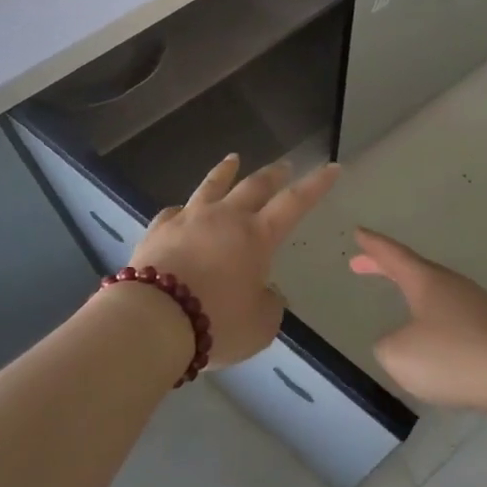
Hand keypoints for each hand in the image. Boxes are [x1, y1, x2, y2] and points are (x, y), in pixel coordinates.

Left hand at [130, 156, 338, 368]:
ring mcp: (190, 218)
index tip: (332, 166)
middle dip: (274, 174)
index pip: (295, 203)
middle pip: (254, 185)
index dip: (316, 184)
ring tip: (233, 159)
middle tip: (284, 164)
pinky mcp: (159, 229)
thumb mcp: (259, 327)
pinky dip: (183, 209)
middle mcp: (226, 218)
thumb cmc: (216, 322)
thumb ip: (269, 306)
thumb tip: (265, 293)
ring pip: (212, 185)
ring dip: (226, 171)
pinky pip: (174, 211)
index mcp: (257, 236)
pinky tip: (181, 210)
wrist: (154, 318)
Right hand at [349, 229, 486, 413]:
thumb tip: (396, 342)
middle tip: (361, 264)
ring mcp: (475, 303)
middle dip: (386, 267)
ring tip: (399, 298)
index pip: (393, 255)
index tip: (358, 232)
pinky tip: (434, 338)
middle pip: (413, 269)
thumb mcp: (400, 355)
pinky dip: (434, 316)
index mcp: (426, 281)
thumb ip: (387, 346)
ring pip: (435, 291)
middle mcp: (450, 284)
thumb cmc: (453, 357)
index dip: (373, 245)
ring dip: (413, 292)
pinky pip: (453, 314)